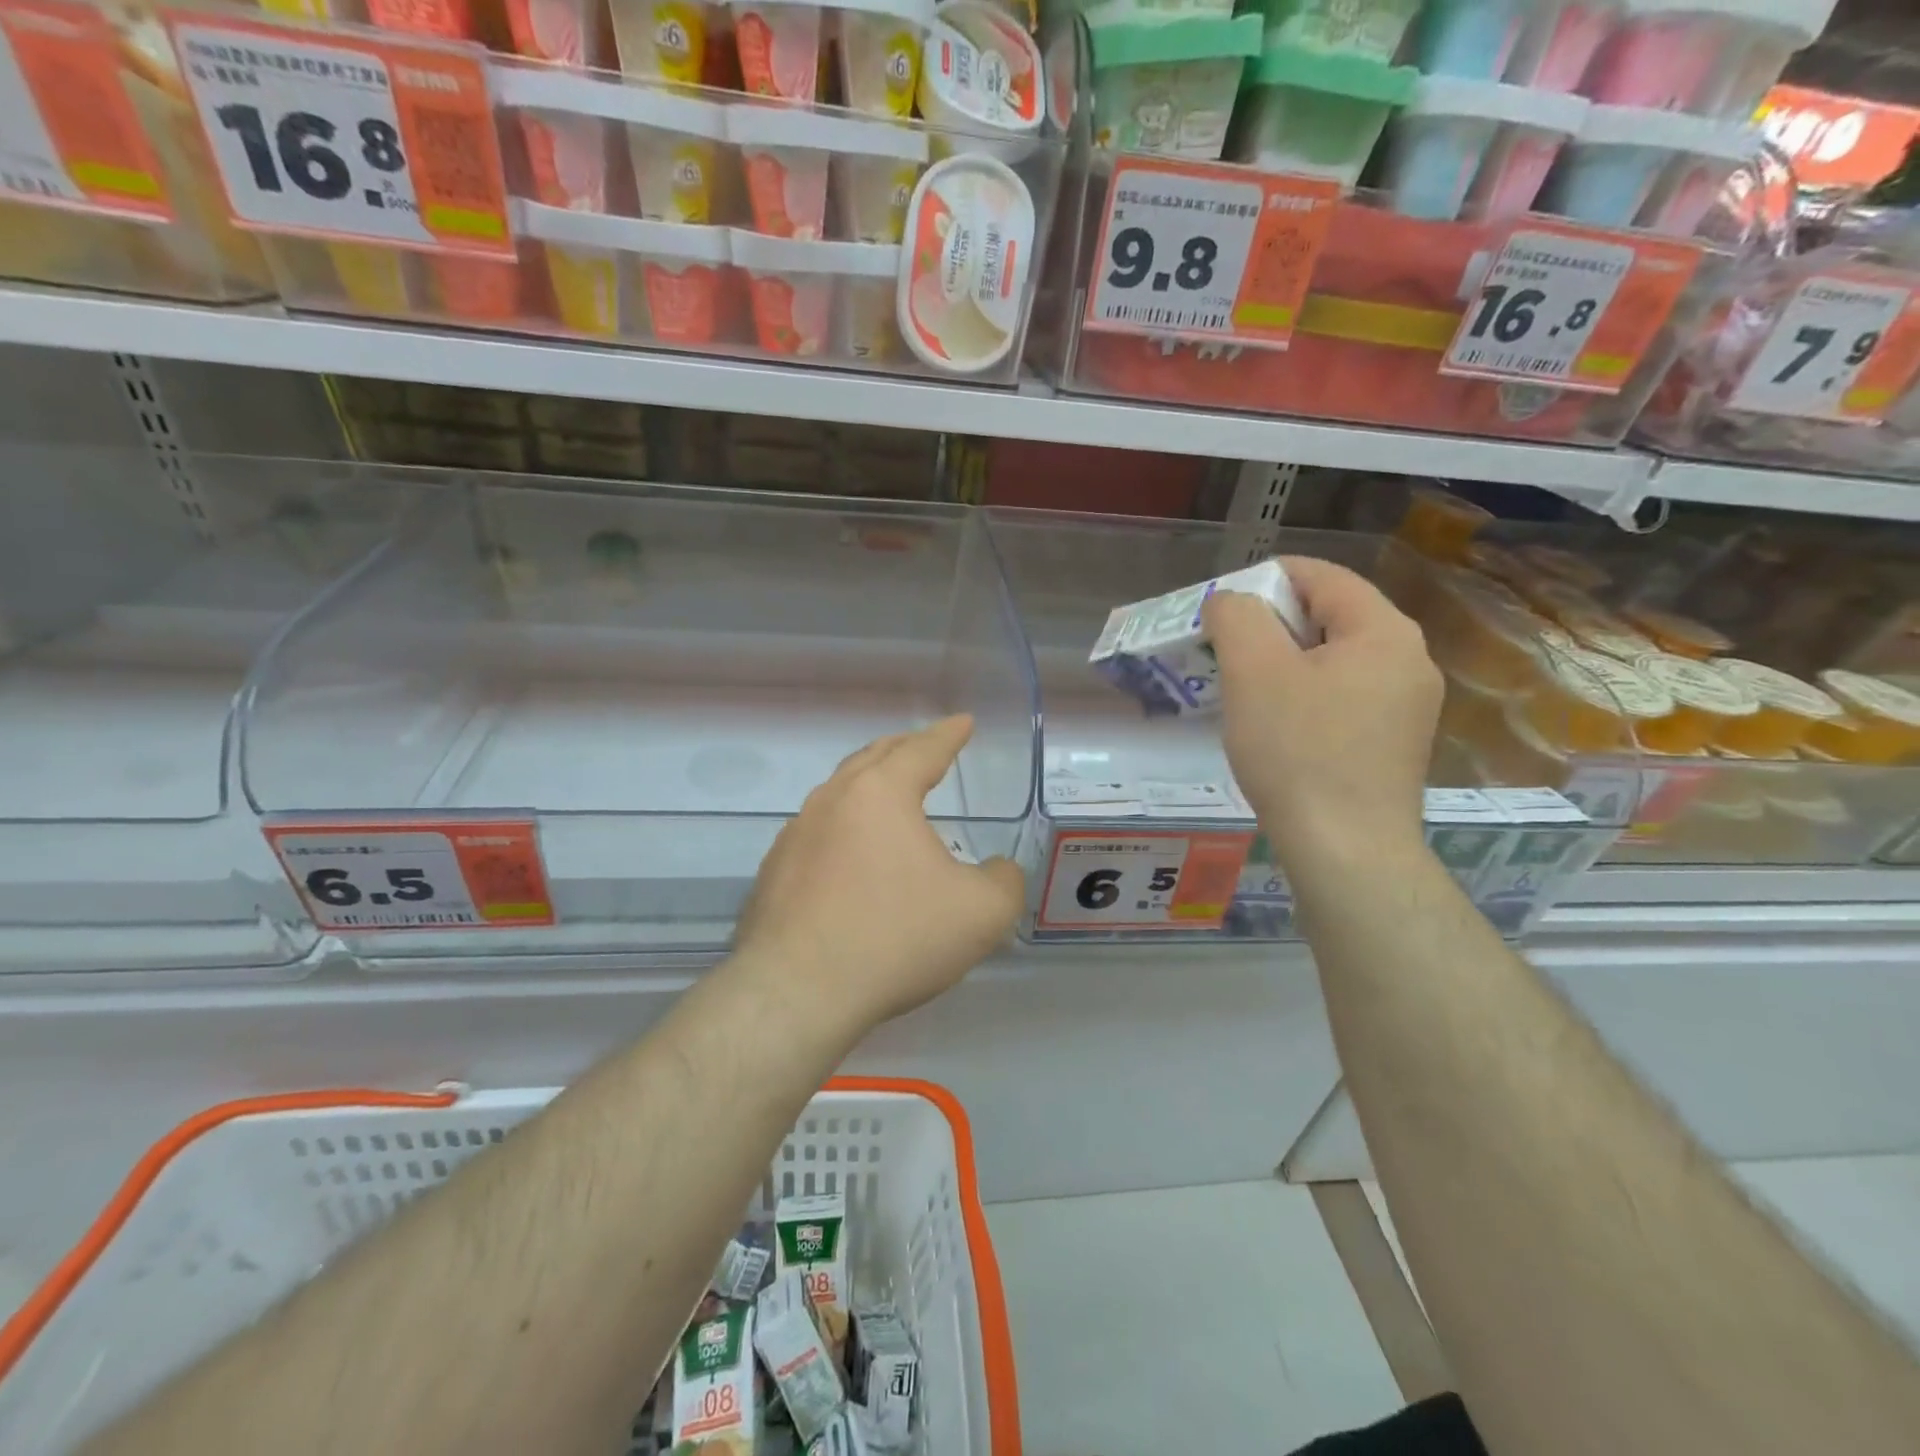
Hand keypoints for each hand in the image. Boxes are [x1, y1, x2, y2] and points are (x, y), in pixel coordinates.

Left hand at [732, 715, 1026, 1032]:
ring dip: (869, 786)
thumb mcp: (981, 912)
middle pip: (874, 759)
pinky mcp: (773, 872)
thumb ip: (1004, 881)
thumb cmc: (897, 938)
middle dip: (905, 749)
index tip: (963, 722)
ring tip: (889, 797)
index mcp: (881, 793)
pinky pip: (817, 833)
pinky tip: (851, 856)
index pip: (922, 750)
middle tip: (925, 747)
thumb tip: (997, 870)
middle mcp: (832, 800)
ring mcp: (795, 835)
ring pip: (839, 793)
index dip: (948, 734)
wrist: (798, 993)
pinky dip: (843, 828)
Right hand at [1203, 557, 1441, 867]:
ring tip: (1242, 689)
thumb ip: (1237, 617)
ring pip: (1334, 659)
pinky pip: (1343, 696)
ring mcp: (1408, 705)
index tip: (1219, 607)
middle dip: (1270, 625)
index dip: (1264, 580)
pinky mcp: (1394, 742)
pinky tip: (1275, 726)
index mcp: (1384, 631)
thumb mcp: (1254, 672)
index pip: (1321, 576)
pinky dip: (1304, 695)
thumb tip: (1230, 601)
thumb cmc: (1298, 752)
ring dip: (1284, 662)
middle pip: (1329, 616)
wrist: (1345, 850)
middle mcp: (1409, 659)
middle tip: (1223, 651)